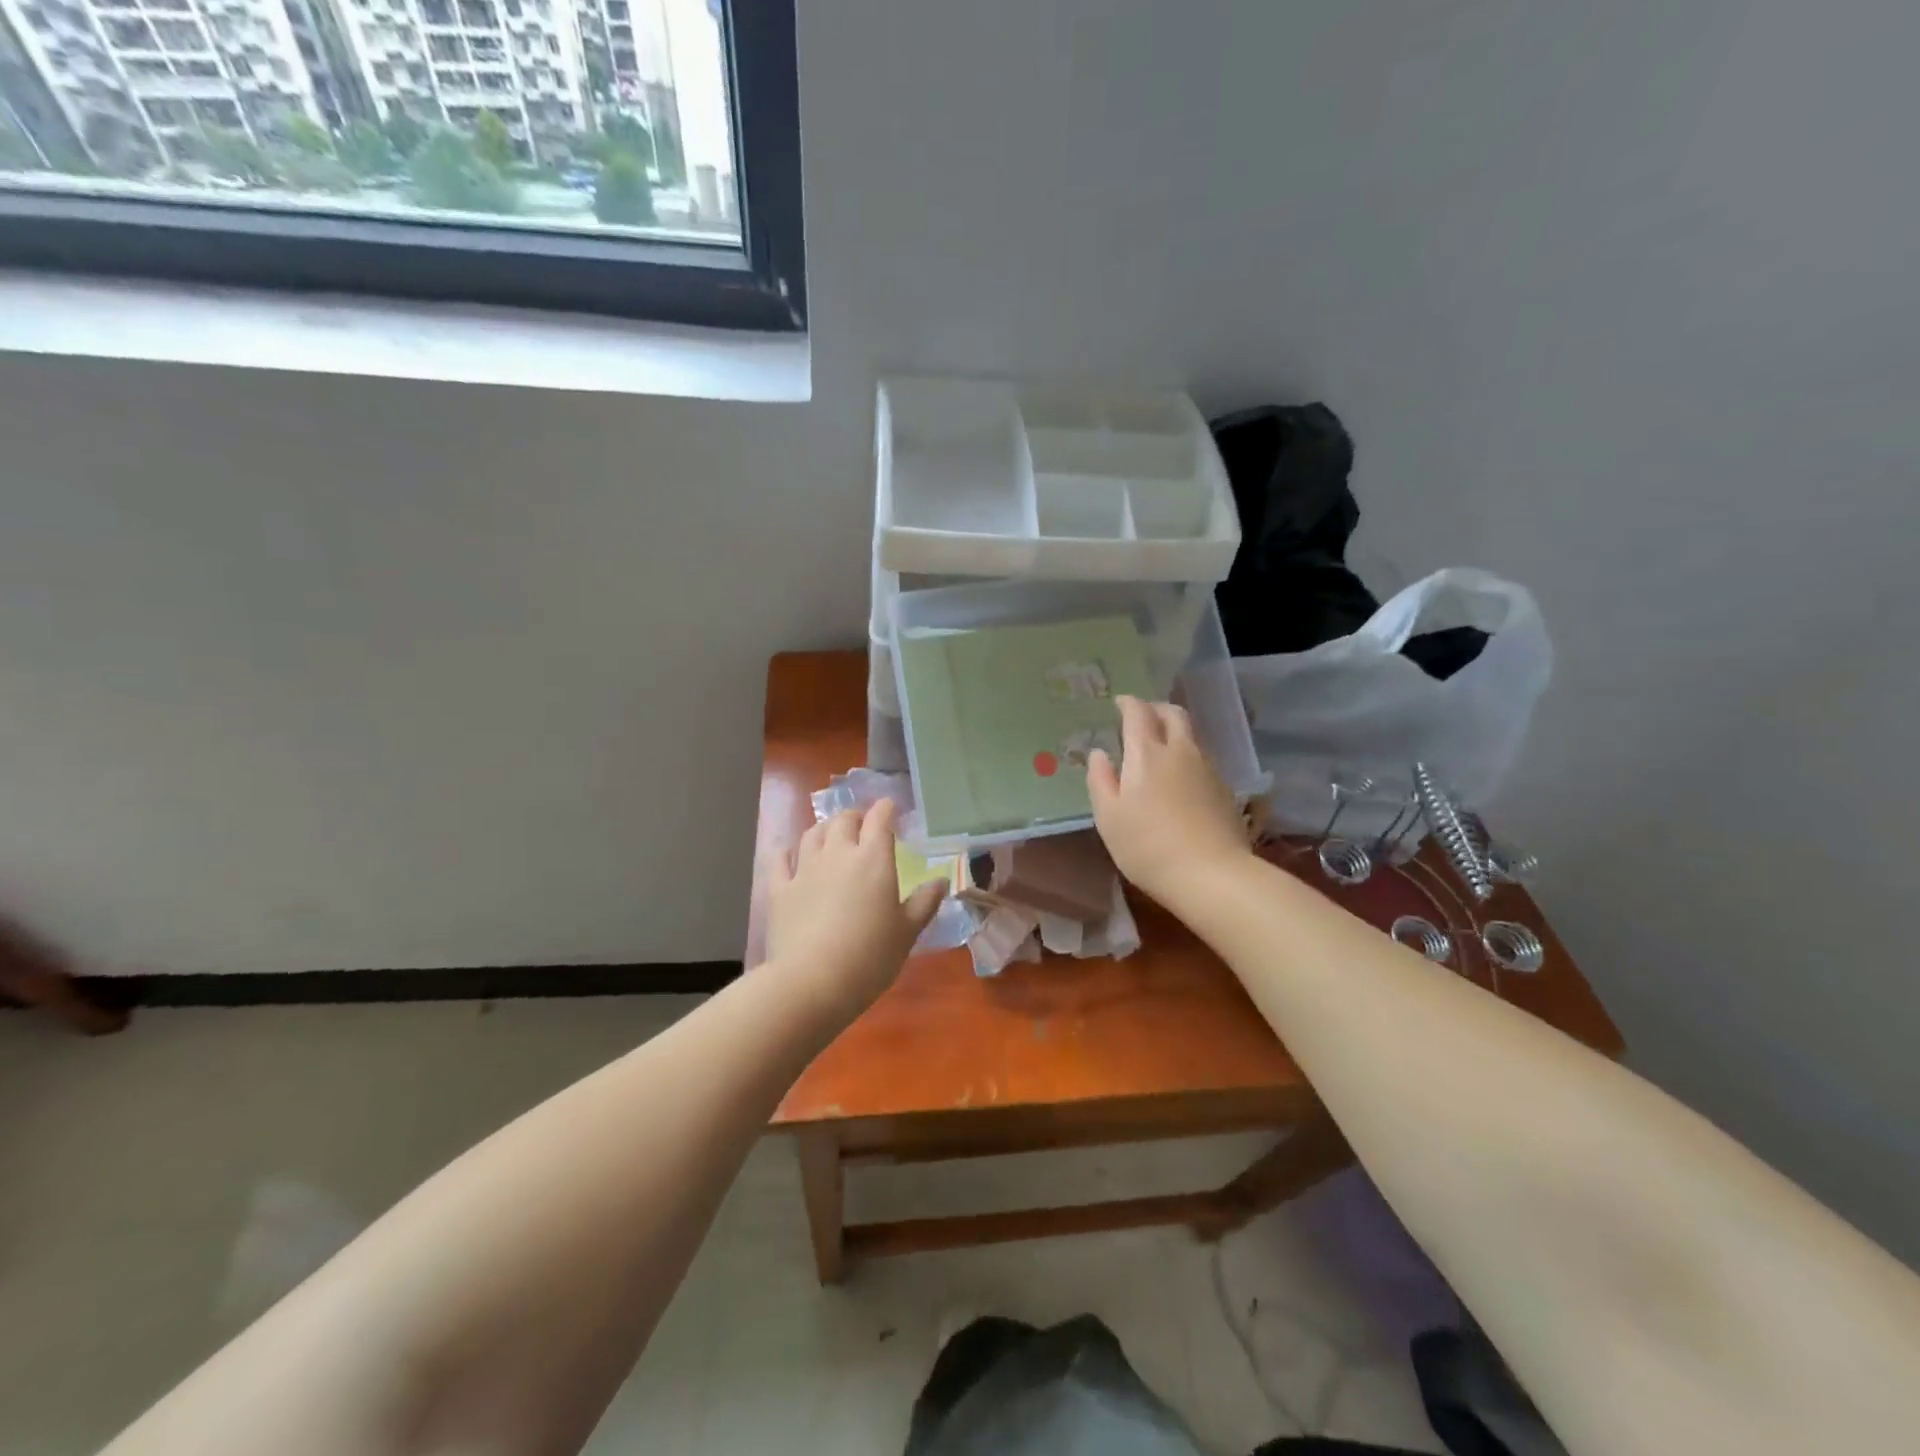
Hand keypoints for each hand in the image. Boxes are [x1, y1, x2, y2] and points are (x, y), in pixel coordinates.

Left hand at [764, 799, 945, 1023]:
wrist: (812, 982)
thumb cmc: (870, 957)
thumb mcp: (907, 933)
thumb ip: (924, 903)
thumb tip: (941, 881)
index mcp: (873, 860)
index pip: (880, 819)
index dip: (886, 809)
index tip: (891, 808)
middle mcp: (838, 854)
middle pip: (843, 820)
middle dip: (855, 817)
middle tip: (862, 827)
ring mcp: (804, 869)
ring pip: (812, 833)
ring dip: (825, 829)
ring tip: (831, 836)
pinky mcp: (778, 889)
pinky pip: (781, 859)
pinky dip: (788, 852)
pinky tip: (791, 856)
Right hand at [1088, 696, 1250, 908]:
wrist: (1212, 875)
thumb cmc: (1148, 846)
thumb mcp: (1109, 817)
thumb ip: (1100, 780)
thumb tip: (1099, 754)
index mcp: (1147, 753)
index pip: (1138, 712)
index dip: (1127, 703)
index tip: (1119, 703)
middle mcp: (1181, 751)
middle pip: (1173, 714)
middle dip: (1156, 708)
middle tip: (1142, 717)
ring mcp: (1207, 768)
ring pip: (1191, 735)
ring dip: (1174, 731)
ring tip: (1160, 746)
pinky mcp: (1224, 789)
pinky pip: (1202, 757)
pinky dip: (1187, 754)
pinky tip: (1180, 776)